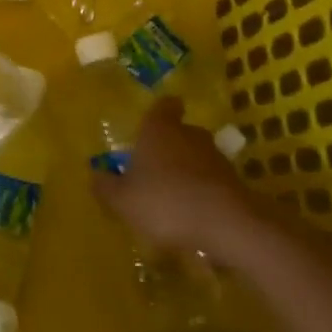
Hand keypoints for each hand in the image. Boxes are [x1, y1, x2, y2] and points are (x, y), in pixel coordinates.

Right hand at [91, 97, 266, 263]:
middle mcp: (189, 135)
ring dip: (187, 170)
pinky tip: (192, 213)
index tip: (156, 119)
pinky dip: (203, 191)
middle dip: (169, 145)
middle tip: (153, 164)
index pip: (164, 106)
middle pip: (180, 131)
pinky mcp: (235, 182)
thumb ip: (106, 187)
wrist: (227, 225)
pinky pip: (212, 181)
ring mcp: (216, 158)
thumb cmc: (165, 202)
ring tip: (172, 194)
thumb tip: (96, 175)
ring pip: (197, 156)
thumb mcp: (122, 200)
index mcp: (158, 129)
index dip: (161, 110)